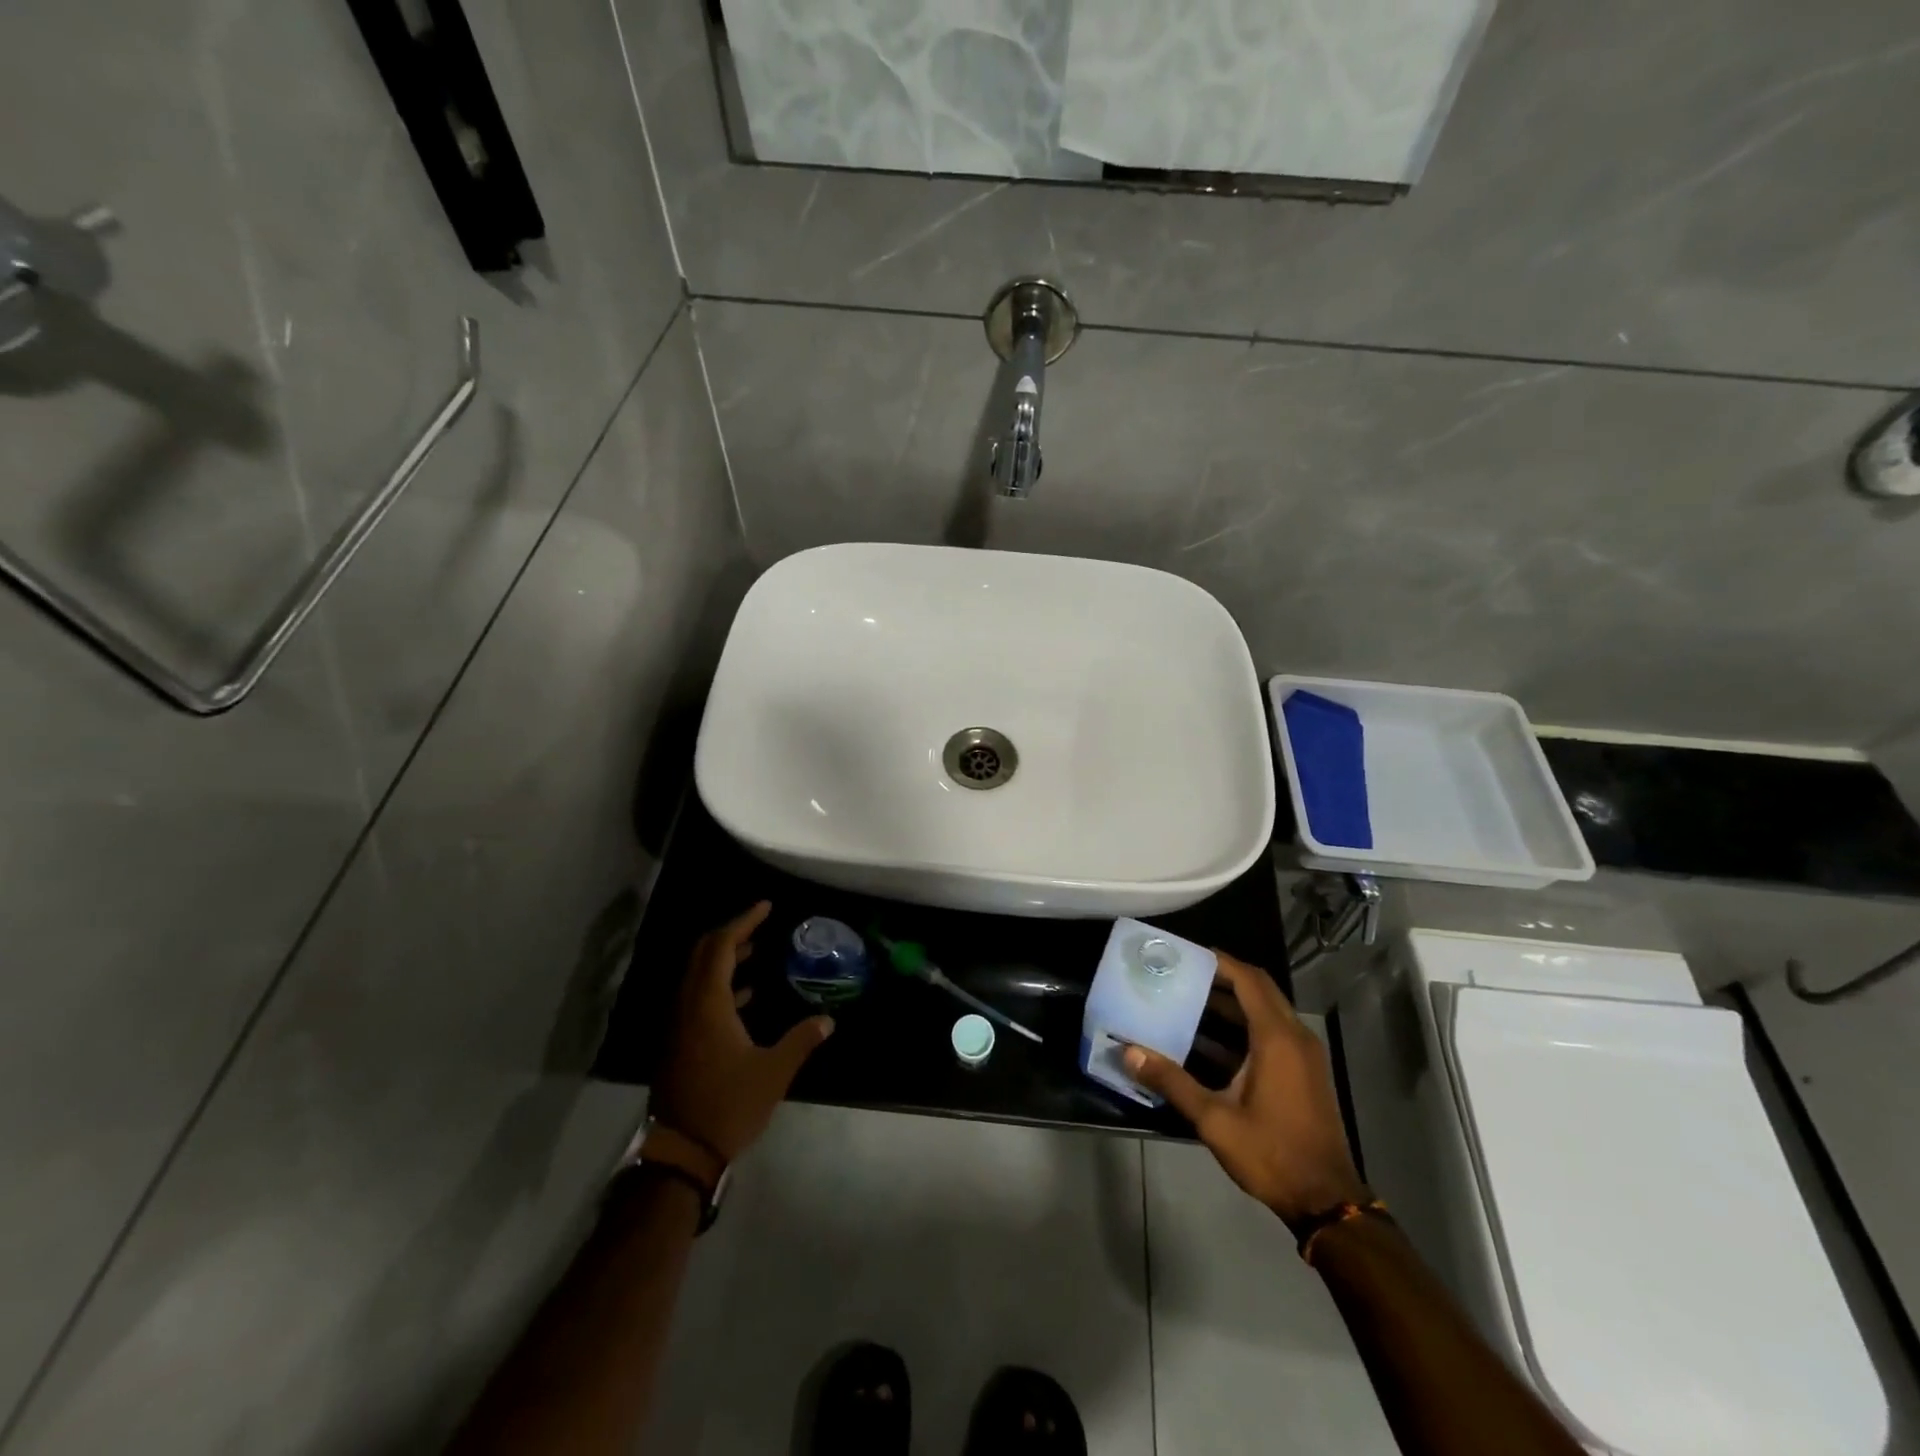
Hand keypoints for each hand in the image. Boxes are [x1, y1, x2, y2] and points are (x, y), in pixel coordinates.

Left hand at [652, 902, 832, 1163]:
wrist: (681, 1153)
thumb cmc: (728, 1105)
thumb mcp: (773, 1073)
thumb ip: (801, 1040)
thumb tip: (827, 1020)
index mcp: (707, 1004)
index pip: (720, 946)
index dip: (742, 921)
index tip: (766, 907)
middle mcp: (688, 1006)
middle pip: (703, 954)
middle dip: (730, 933)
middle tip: (761, 924)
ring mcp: (679, 1025)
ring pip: (698, 975)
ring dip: (724, 958)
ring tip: (756, 950)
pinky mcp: (679, 1042)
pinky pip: (697, 997)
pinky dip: (719, 984)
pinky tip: (746, 994)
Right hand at [1124, 952, 1366, 1229]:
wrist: (1326, 1200)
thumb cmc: (1271, 1153)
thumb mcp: (1214, 1119)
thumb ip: (1171, 1081)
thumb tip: (1128, 1052)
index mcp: (1277, 1038)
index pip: (1249, 980)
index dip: (1220, 961)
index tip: (1186, 953)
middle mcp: (1295, 1037)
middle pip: (1260, 989)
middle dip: (1222, 977)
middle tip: (1182, 973)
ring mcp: (1305, 1055)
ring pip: (1267, 1011)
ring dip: (1232, 1003)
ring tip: (1187, 1000)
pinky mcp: (1305, 1073)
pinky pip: (1273, 1032)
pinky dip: (1244, 1027)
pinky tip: (1209, 1042)